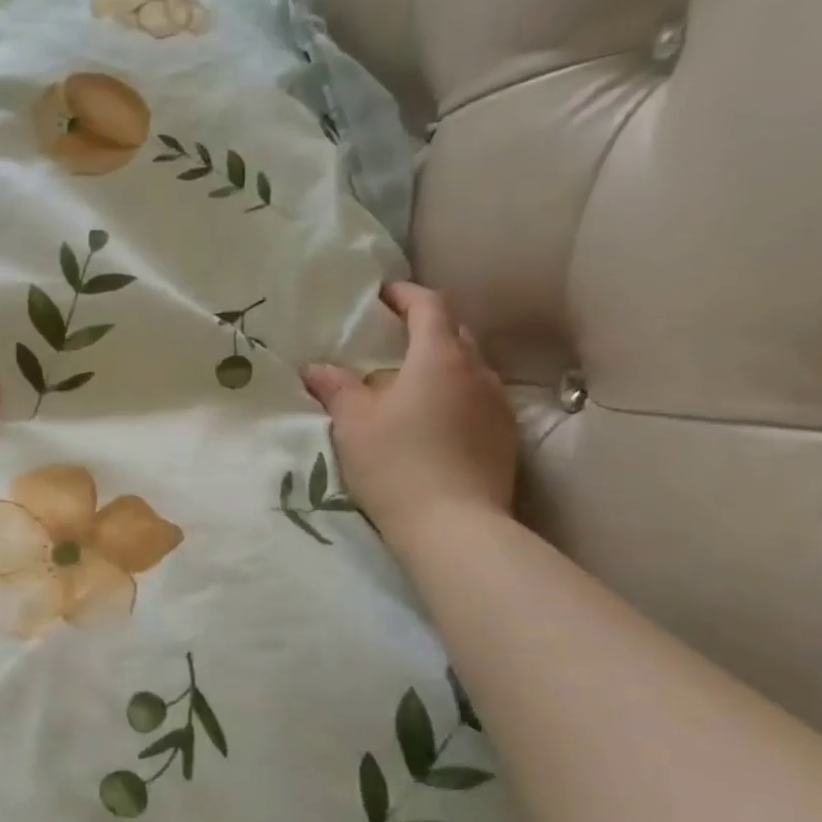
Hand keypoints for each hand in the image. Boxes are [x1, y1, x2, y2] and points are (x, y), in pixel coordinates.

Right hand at [301, 282, 517, 553]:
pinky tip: (436, 418)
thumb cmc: (396, 464)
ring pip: (472, 367)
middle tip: (395, 336)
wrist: (454, 527)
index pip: (430, 306)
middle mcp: (477, 372)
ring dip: (444, 362)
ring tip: (413, 379)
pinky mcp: (505, 437)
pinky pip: (480, 398)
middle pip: (456, 332)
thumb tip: (316, 367)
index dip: (406, 295)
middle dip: (427, 326)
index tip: (383, 295)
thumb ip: (336, 388)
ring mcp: (498, 405)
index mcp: (439, 358)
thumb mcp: (353, 424)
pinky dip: (457, 394)